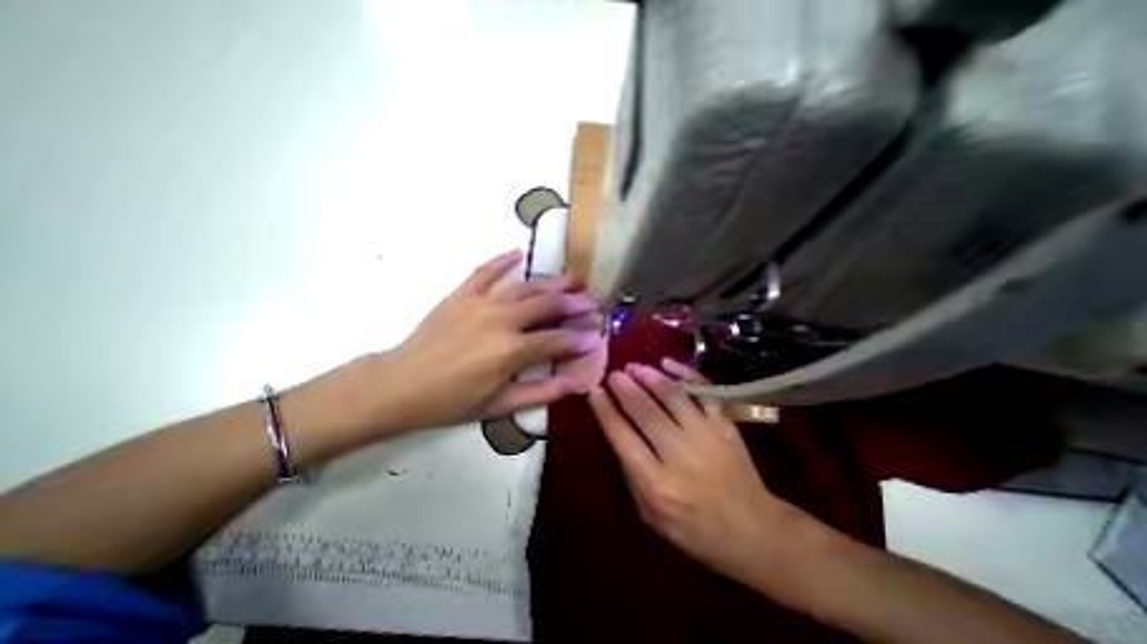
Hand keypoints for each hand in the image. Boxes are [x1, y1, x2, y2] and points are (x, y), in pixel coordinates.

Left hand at [366, 252, 603, 433]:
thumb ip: (542, 392)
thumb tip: (576, 382)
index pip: (557, 339)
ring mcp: (480, 303)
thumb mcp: (500, 405)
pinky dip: (502, 260)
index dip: (580, 337)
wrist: (399, 385)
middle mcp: (501, 320)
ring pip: (525, 286)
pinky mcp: (461, 295)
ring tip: (574, 276)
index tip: (597, 334)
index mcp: (511, 351)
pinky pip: (484, 272)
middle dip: (575, 302)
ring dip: (553, 280)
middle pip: (547, 304)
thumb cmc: (451, 401)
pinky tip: (518, 252)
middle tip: (593, 300)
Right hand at [592, 358, 805, 589]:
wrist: (756, 532)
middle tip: (613, 374)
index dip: (605, 411)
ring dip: (649, 376)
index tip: (594, 391)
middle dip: (624, 387)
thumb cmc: (696, 530)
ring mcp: (706, 436)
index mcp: (656, 484)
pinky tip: (668, 363)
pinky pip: (704, 391)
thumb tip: (618, 432)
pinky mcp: (726, 425)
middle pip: (645, 411)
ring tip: (634, 366)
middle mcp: (679, 455)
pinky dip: (686, 373)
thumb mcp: (650, 517)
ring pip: (672, 396)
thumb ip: (631, 475)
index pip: (622, 437)